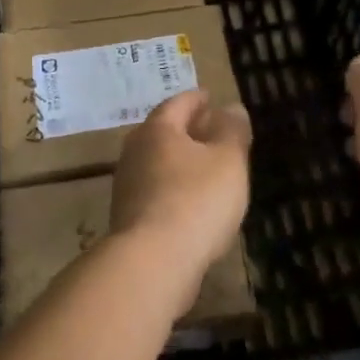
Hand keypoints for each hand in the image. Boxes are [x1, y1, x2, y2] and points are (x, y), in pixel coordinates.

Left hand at [110, 90, 251, 316]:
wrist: (153, 262)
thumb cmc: (196, 200)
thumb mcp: (228, 160)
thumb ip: (232, 130)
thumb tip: (231, 107)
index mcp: (158, 130)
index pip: (178, 104)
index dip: (197, 99)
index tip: (210, 97)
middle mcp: (135, 152)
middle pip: (162, 132)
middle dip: (186, 129)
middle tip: (209, 130)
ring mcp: (126, 187)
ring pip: (156, 162)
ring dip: (178, 161)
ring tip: (204, 167)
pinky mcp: (128, 218)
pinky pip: (154, 191)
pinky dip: (172, 187)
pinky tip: (190, 202)